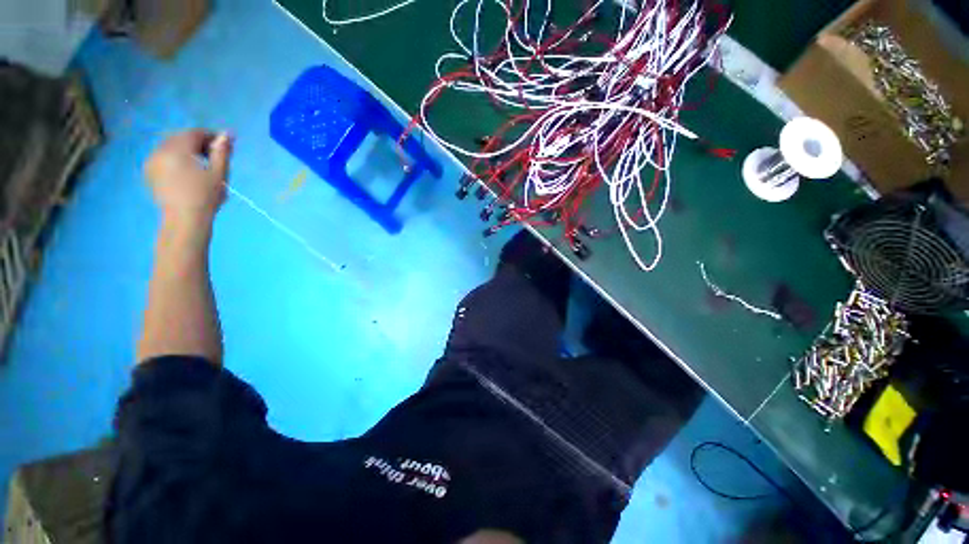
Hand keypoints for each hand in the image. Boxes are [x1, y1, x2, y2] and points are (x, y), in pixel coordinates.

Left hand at [145, 129, 232, 220]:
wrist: (184, 220)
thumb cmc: (205, 197)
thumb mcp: (219, 174)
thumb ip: (222, 152)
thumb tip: (227, 135)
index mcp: (177, 149)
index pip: (195, 133)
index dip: (211, 136)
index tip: (224, 145)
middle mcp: (160, 150)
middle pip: (180, 137)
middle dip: (198, 142)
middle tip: (214, 154)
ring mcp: (151, 161)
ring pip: (170, 146)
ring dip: (186, 150)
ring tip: (201, 163)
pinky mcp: (149, 172)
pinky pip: (163, 156)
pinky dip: (175, 157)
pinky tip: (186, 170)